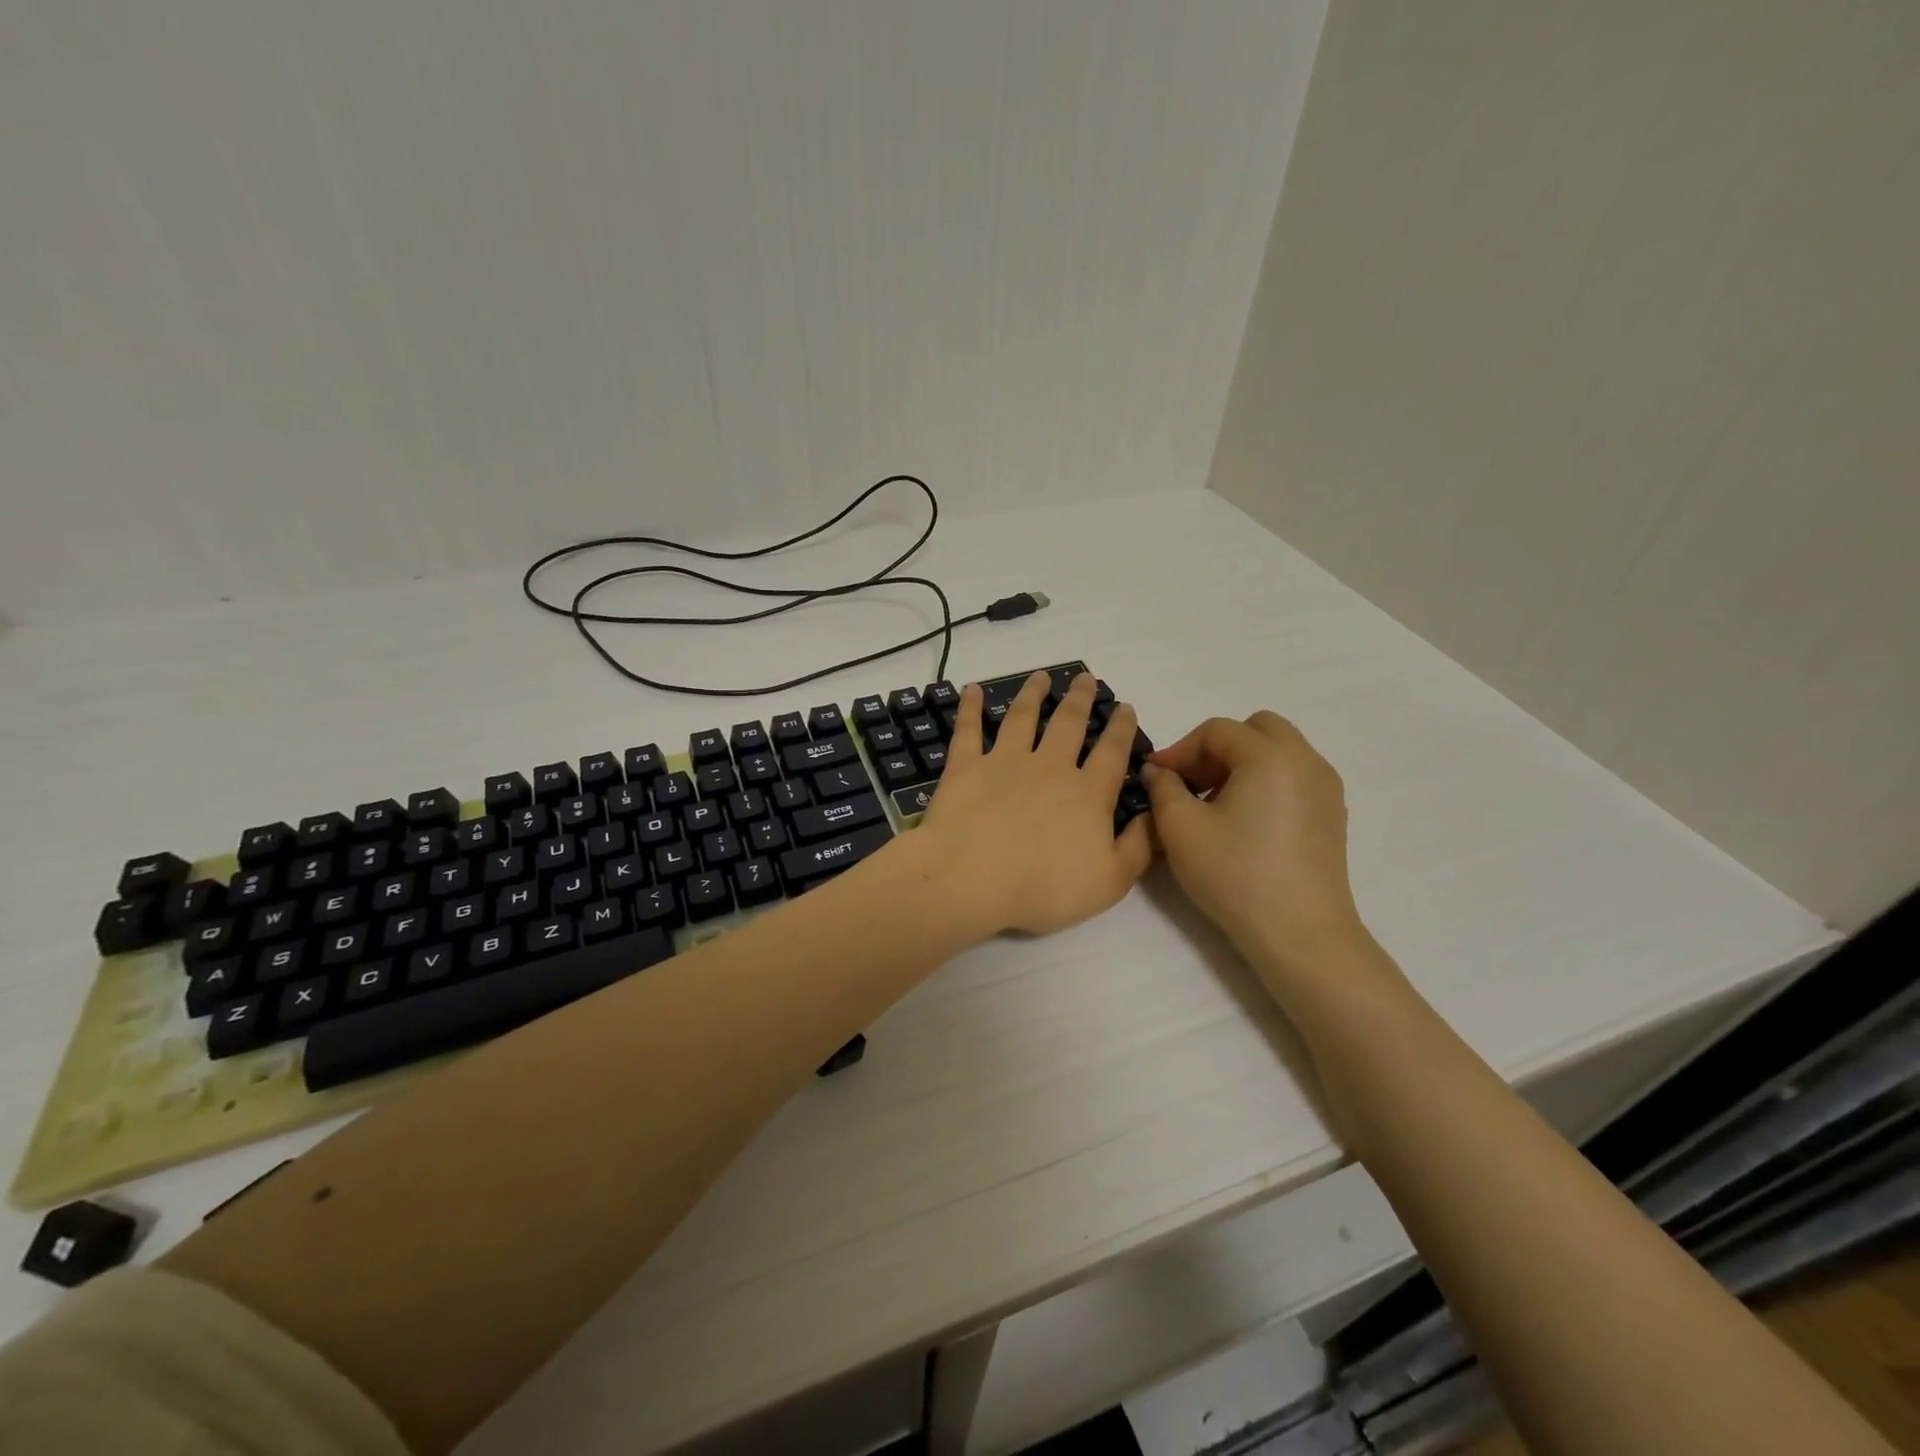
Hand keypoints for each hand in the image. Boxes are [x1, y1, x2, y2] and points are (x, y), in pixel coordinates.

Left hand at [916, 671, 1152, 935]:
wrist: (972, 878)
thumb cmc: (1044, 887)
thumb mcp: (1111, 881)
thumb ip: (1139, 848)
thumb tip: (1155, 817)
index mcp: (1087, 794)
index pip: (1112, 753)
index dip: (1121, 728)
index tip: (1124, 706)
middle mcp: (1050, 767)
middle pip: (1068, 724)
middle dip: (1080, 699)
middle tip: (1085, 677)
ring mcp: (1005, 762)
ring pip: (1023, 717)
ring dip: (1033, 694)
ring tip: (1041, 676)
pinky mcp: (966, 766)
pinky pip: (969, 730)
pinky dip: (970, 708)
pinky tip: (972, 690)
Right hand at [1142, 712, 1367, 971]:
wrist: (1300, 933)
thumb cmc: (1235, 874)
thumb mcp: (1180, 828)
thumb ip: (1163, 788)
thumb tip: (1159, 771)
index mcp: (1269, 755)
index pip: (1216, 731)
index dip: (1180, 749)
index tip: (1156, 777)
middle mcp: (1305, 759)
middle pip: (1255, 729)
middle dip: (1217, 748)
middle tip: (1191, 782)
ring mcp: (1325, 787)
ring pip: (1278, 752)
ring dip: (1242, 764)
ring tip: (1215, 803)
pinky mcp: (1333, 814)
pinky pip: (1294, 777)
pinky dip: (1266, 782)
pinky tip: (1245, 822)